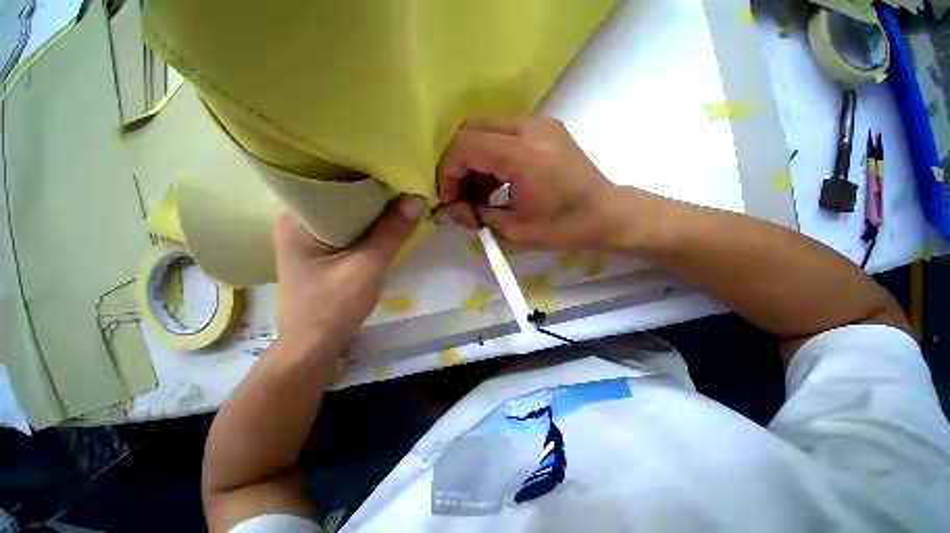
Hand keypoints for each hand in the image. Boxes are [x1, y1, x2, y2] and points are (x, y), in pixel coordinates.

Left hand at [272, 194, 425, 354]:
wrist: (315, 346)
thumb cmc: (334, 306)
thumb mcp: (368, 266)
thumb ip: (393, 232)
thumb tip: (417, 198)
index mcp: (297, 219)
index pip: (334, 184)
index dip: (367, 179)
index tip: (395, 173)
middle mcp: (298, 221)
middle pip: (341, 199)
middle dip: (374, 195)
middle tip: (403, 185)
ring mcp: (308, 238)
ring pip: (347, 215)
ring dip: (374, 213)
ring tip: (400, 199)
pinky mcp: (321, 251)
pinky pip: (349, 230)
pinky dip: (369, 227)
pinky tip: (387, 224)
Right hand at [436, 117, 619, 249]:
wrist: (605, 213)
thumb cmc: (563, 227)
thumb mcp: (514, 230)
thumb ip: (475, 216)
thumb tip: (447, 210)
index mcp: (524, 155)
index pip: (465, 146)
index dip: (447, 172)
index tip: (449, 199)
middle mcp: (530, 128)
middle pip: (471, 130)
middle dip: (457, 164)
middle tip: (459, 195)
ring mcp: (539, 123)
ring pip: (486, 130)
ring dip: (473, 161)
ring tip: (477, 194)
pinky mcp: (544, 128)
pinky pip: (503, 134)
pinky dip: (490, 157)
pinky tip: (495, 184)